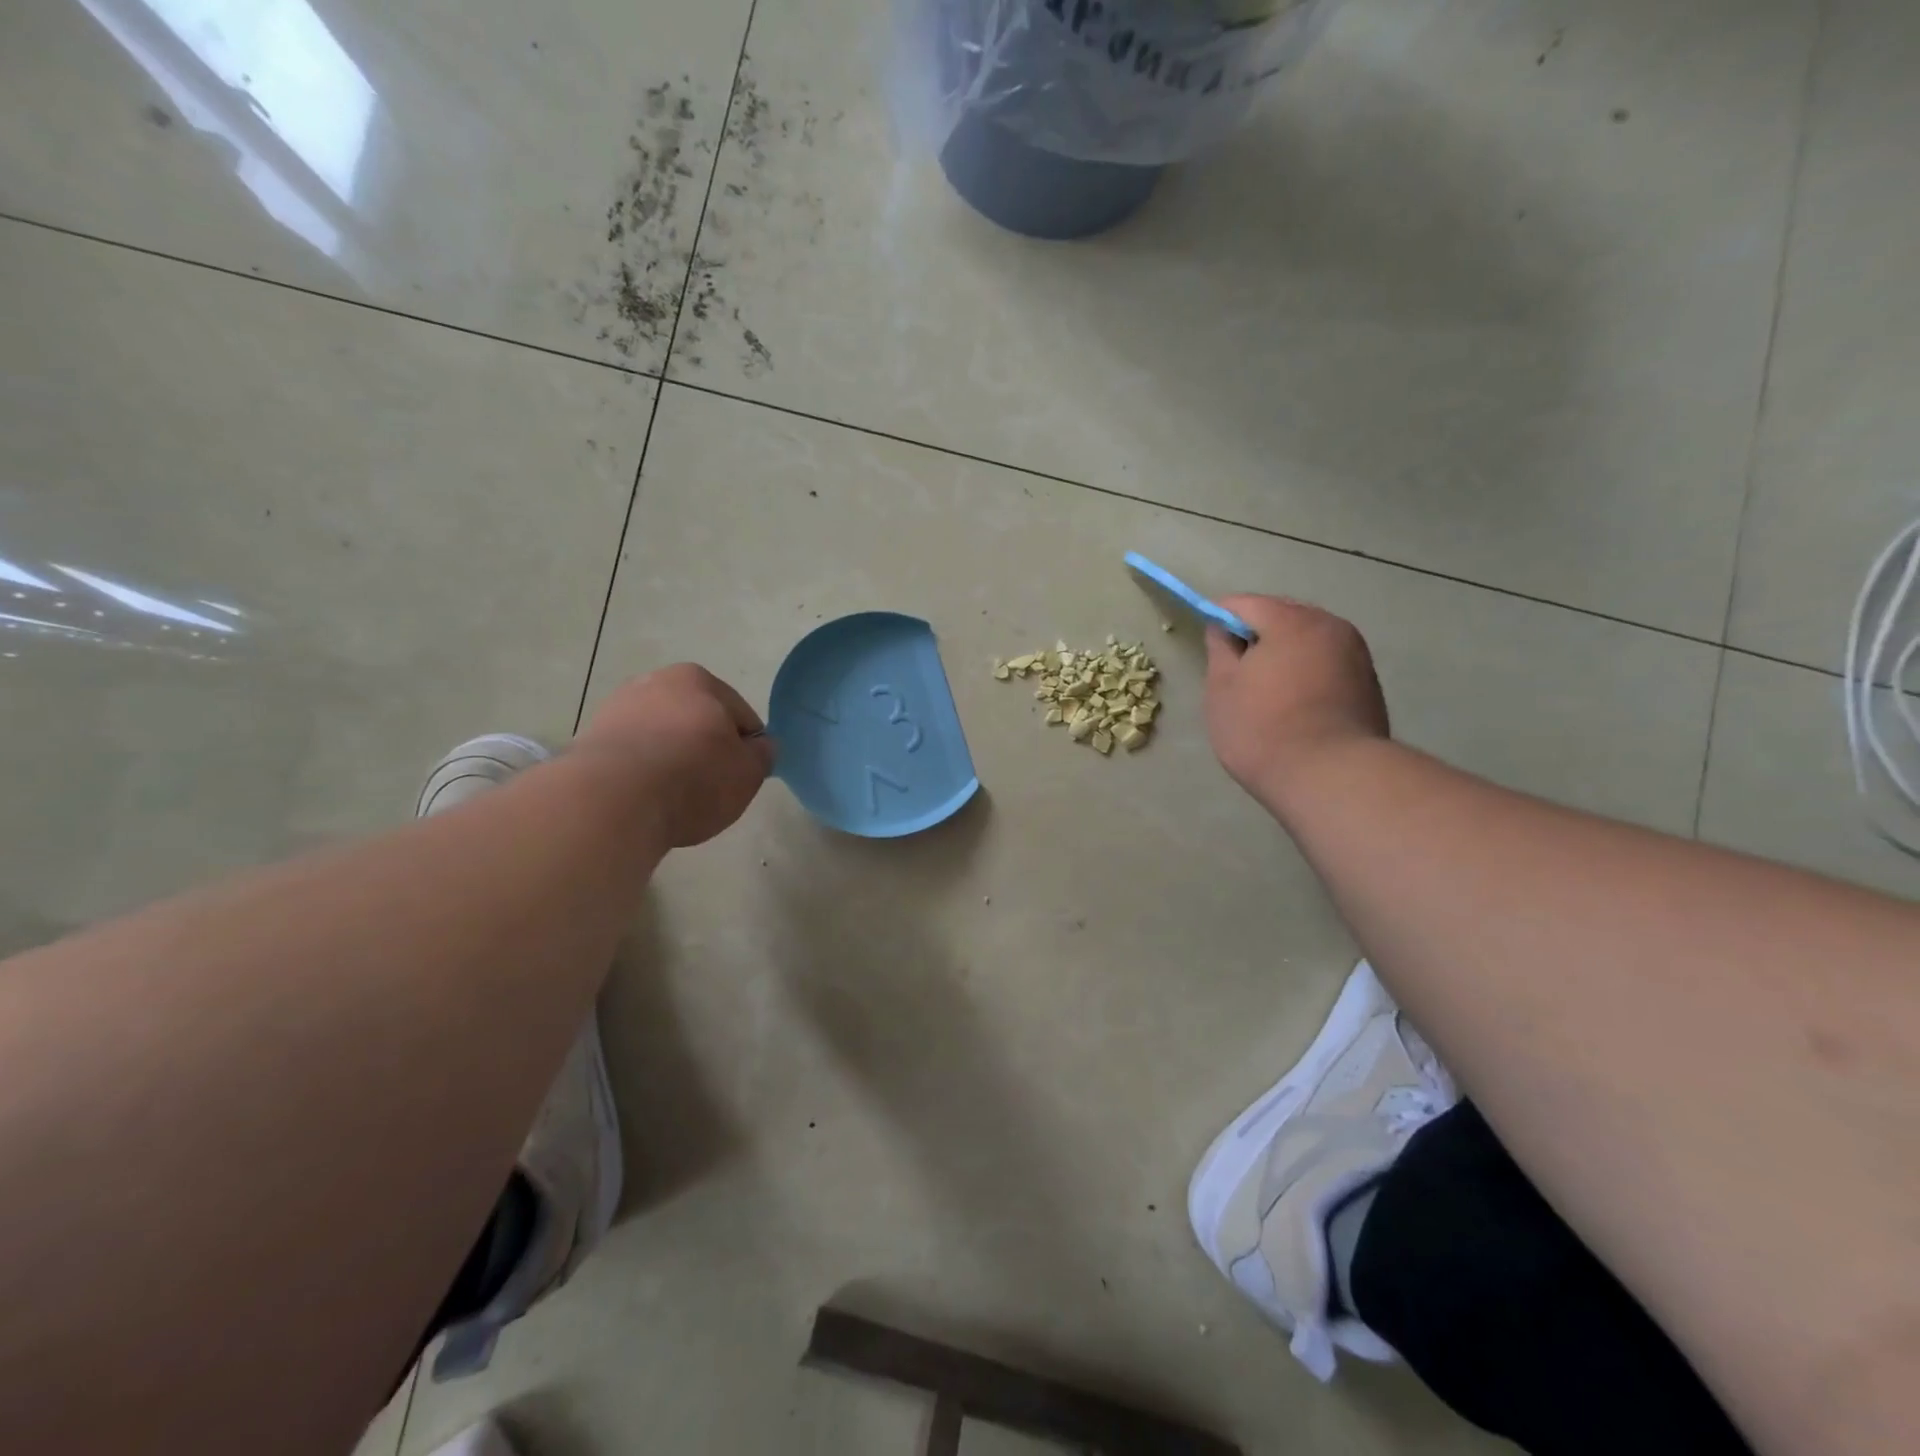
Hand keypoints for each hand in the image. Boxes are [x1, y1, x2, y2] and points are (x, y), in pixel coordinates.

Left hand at [574, 664, 775, 847]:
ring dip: (670, 760)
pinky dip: (640, 773)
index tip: (740, 777)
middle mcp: (654, 682)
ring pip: (661, 737)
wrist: (611, 801)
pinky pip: (631, 757)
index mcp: (698, 680)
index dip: (746, 749)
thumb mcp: (748, 773)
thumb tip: (759, 746)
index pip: (740, 715)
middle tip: (708, 788)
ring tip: (673, 798)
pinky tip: (644, 798)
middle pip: (696, 721)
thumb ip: (762, 755)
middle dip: (704, 749)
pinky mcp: (588, 740)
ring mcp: (616, 709)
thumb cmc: (693, 778)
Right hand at [1203, 595, 1388, 809]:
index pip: (1244, 604)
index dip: (1220, 620)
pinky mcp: (1369, 684)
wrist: (1331, 776)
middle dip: (1257, 635)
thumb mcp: (1222, 689)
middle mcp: (1330, 626)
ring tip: (1266, 691)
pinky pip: (1327, 664)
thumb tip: (1221, 630)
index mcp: (1291, 620)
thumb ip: (1219, 650)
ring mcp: (1356, 654)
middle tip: (1237, 672)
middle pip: (1282, 616)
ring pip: (1308, 641)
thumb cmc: (1263, 729)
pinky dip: (1307, 673)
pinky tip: (1295, 706)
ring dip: (1285, 654)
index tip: (1210, 647)